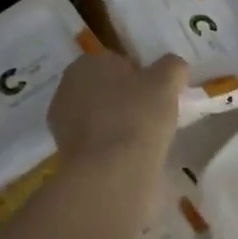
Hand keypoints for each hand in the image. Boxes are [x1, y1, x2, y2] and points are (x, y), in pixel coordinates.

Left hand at [46, 50, 186, 170]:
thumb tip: (174, 68)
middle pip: (108, 89)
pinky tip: (130, 158)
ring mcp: (63, 123)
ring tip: (145, 141)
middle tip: (154, 117)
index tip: (159, 95)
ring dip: (120, 125)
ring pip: (101, 117)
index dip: (143, 77)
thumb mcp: (167, 82)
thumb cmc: (137, 117)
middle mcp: (67, 88)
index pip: (120, 63)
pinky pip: (97, 142)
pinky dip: (112, 148)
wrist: (110, 175)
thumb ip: (173, 67)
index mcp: (86, 63)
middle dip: (128, 100)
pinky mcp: (66, 155)